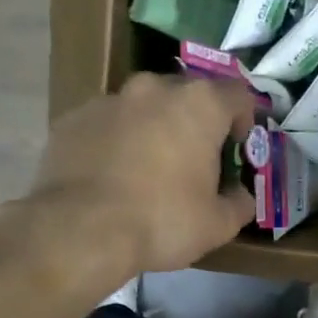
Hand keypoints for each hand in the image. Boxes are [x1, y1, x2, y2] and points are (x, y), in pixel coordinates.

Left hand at [28, 71, 256, 275]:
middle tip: (192, 159)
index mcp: (199, 105)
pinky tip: (111, 176)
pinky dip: (115, 141)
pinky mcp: (73, 119)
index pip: (237, 94)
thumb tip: (241, 196)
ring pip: (142, 107)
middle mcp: (154, 88)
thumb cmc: (162, 221)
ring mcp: (109, 100)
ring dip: (152, 128)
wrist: (81, 229)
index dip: (244, 118)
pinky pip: (106, 124)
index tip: (236, 146)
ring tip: (147, 169)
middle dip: (194, 122)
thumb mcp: (217, 225)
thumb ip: (239, 204)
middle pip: (186, 95)